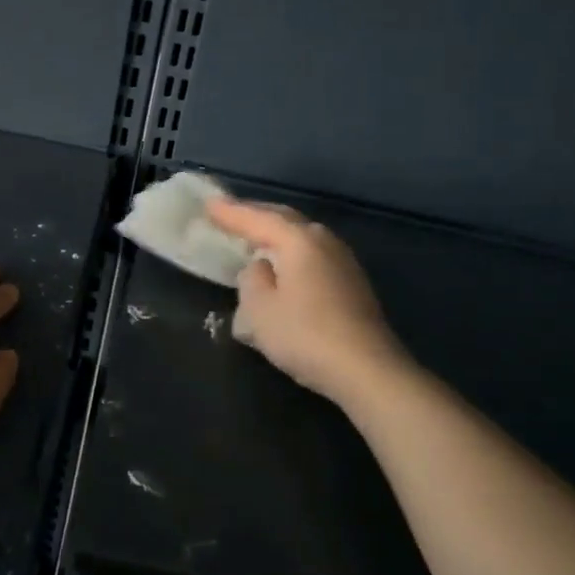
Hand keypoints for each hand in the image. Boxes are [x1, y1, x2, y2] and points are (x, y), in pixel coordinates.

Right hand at [206, 197, 408, 405]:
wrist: (367, 369)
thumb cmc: (305, 335)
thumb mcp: (259, 309)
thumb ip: (252, 279)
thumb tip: (261, 267)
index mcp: (299, 240)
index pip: (258, 219)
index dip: (230, 212)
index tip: (208, 204)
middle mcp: (324, 241)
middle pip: (284, 220)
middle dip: (255, 215)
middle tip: (229, 214)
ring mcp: (343, 261)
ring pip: (301, 236)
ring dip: (275, 233)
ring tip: (253, 237)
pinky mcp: (351, 283)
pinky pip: (311, 255)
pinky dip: (291, 252)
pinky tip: (283, 264)